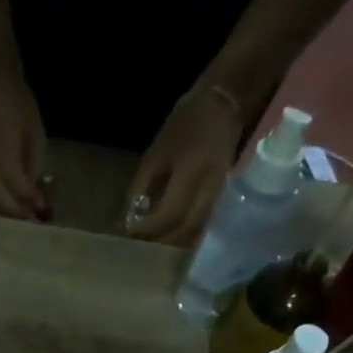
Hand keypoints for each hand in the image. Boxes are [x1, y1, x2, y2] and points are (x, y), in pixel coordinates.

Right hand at [0, 69, 48, 218]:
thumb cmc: (17, 101)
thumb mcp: (35, 130)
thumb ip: (35, 161)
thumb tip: (36, 188)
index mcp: (3, 151)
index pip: (17, 186)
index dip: (31, 200)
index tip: (43, 209)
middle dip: (16, 212)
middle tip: (31, 219)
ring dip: (3, 210)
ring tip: (19, 215)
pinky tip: (5, 202)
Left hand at [125, 87, 245, 245]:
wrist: (223, 105)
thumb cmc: (184, 125)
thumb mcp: (155, 154)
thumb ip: (140, 188)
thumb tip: (128, 221)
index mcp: (192, 172)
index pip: (169, 213)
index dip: (149, 229)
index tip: (131, 235)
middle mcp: (210, 187)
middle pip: (186, 230)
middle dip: (162, 243)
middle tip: (142, 248)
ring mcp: (221, 194)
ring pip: (197, 231)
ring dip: (175, 243)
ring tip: (155, 246)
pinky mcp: (225, 197)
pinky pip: (205, 224)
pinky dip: (187, 235)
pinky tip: (173, 237)